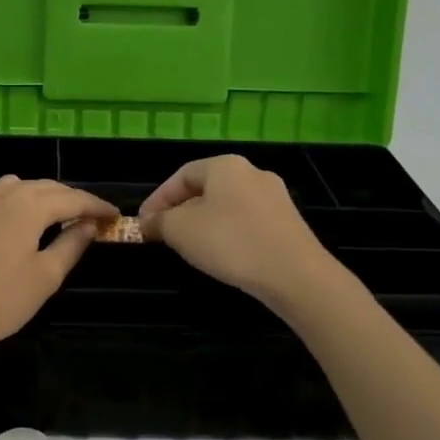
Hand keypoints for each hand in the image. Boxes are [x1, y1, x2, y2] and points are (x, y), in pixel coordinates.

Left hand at [0, 177, 118, 362]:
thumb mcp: (44, 277)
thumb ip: (71, 245)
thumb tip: (89, 225)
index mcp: (27, 205)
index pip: (72, 198)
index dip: (95, 206)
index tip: (113, 215)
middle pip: (41, 187)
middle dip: (67, 198)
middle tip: (86, 215)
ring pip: (9, 188)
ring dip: (34, 196)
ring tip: (47, 213)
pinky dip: (3, 208)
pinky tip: (2, 226)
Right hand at [138, 156, 332, 306]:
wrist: (295, 274)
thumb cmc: (230, 242)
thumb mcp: (180, 231)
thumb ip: (159, 222)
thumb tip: (148, 222)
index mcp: (225, 165)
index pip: (181, 175)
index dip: (158, 198)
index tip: (143, 223)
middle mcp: (252, 172)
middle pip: (205, 188)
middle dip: (180, 211)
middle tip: (164, 234)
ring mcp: (275, 197)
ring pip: (227, 205)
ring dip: (204, 223)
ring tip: (190, 246)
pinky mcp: (288, 222)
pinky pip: (247, 221)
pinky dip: (229, 233)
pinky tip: (223, 255)